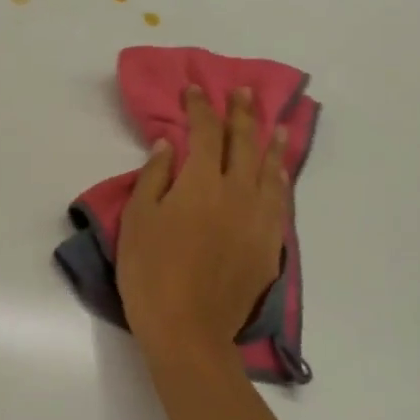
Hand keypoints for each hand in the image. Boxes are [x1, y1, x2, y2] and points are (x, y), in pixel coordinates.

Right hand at [117, 86, 287, 365]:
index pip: (204, 132)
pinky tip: (279, 174)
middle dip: (241, 114)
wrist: (188, 329)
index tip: (195, 90)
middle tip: (244, 92)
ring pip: (269, 170)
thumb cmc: (150, 271)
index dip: (200, 108)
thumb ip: (154, 176)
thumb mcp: (138, 219)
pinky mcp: (269, 245)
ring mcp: (258, 219)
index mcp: (201, 182)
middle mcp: (237, 192)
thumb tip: (168, 144)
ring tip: (276, 125)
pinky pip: (280, 202)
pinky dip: (280, 180)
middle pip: (243, 143)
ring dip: (271, 143)